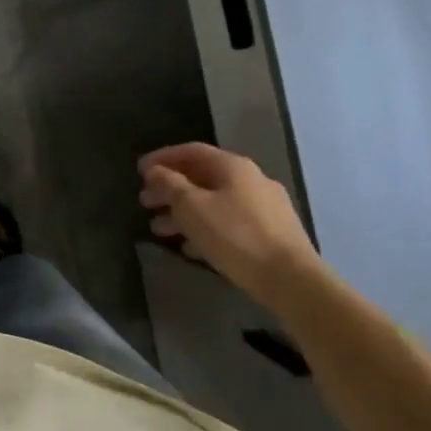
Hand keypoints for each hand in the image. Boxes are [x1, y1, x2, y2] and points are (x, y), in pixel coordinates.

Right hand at [139, 143, 321, 305]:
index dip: (162, 158)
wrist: (291, 279)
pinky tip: (190, 248)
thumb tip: (155, 171)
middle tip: (145, 202)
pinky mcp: (271, 233)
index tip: (139, 171)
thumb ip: (170, 185)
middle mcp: (252, 180)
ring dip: (184, 212)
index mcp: (233, 167)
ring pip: (214, 202)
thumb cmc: (235, 236)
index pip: (191, 151)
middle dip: (170, 189)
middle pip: (202, 177)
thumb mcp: (192, 207)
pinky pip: (229, 222)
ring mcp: (265, 207)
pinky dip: (205, 229)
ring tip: (159, 230)